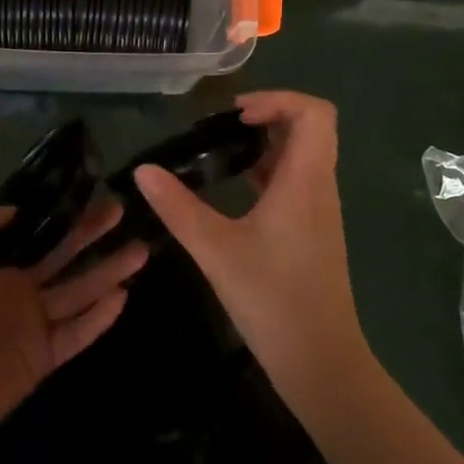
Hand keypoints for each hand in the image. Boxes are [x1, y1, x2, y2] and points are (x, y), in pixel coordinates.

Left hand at [0, 197, 147, 463]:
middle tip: (123, 212)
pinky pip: (77, 334)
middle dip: (94, 236)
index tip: (93, 194)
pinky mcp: (42, 360)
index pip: (41, 235)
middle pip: (66, 258)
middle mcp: (21, 291)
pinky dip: (100, 318)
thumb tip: (18, 210)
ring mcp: (34, 326)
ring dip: (109, 272)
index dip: (66, 217)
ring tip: (140, 250)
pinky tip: (123, 296)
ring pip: (80, 293)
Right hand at [133, 91, 366, 408]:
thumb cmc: (273, 300)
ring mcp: (320, 210)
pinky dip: (269, 169)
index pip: (315, 113)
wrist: (321, 363)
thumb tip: (143, 171)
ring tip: (223, 149)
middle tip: (227, 125)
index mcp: (305, 180)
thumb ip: (177, 208)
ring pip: (304, 154)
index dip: (278, 99)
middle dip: (270, 114)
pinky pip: (297, 180)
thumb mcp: (215, 250)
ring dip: (268, 142)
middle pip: (311, 127)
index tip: (237, 114)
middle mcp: (319, 186)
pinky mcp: (313, 230)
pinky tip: (236, 186)